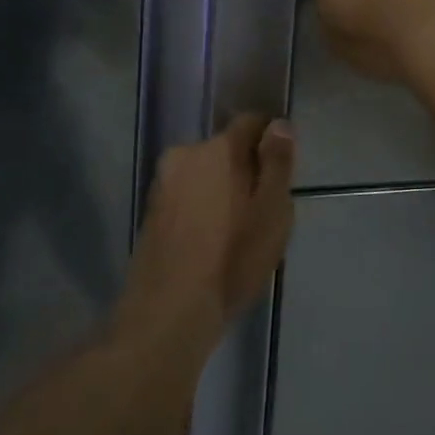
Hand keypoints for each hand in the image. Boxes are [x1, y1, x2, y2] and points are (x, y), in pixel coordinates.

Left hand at [119, 115, 294, 346]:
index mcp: (218, 148)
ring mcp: (164, 183)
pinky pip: (188, 196)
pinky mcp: (151, 211)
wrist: (168, 311)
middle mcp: (185, 154)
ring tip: (238, 232)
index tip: (282, 173)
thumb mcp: (272, 210)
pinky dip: (203, 208)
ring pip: (205, 174)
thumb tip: (278, 124)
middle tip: (263, 210)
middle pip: (226, 149)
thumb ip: (277, 162)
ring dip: (222, 190)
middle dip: (246, 169)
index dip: (271, 142)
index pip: (251, 122)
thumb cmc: (231, 257)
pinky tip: (212, 242)